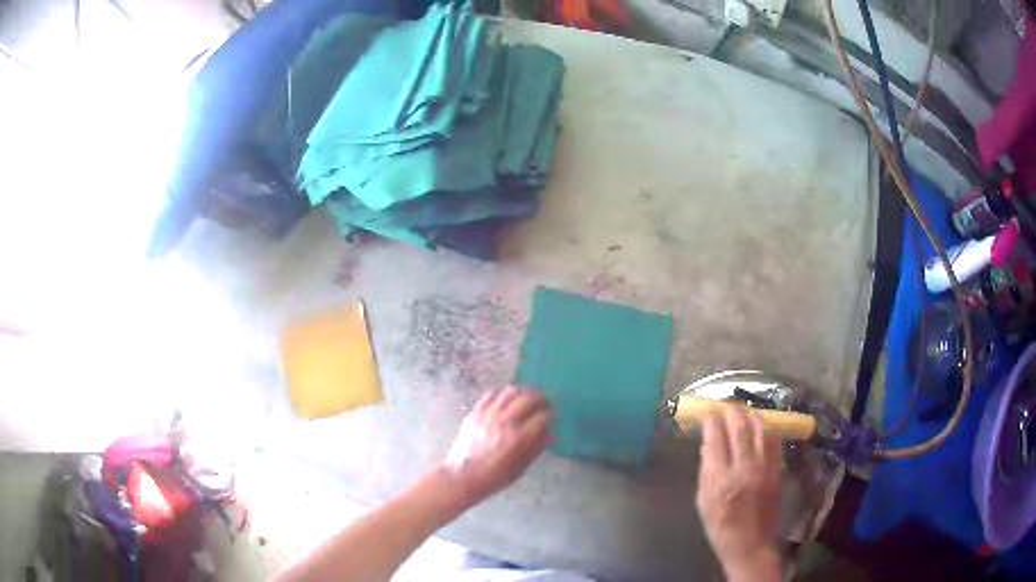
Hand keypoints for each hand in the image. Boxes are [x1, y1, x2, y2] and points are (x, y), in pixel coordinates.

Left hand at [444, 386, 551, 504]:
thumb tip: (549, 432)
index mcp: (519, 437)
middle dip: (542, 399)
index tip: (553, 417)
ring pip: (510, 392)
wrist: (463, 477)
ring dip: (524, 392)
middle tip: (546, 403)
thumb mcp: (521, 468)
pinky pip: (491, 394)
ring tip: (528, 397)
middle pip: (529, 399)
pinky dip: (502, 392)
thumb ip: (536, 447)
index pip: (542, 417)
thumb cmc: (494, 477)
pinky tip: (507, 396)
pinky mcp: (475, 413)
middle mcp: (505, 421)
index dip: (551, 415)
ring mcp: (488, 414)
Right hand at [696, 407, 782, 581]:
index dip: (711, 419)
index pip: (715, 437)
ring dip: (751, 415)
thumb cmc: (720, 527)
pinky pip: (774, 441)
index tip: (706, 412)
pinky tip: (761, 427)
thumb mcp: (703, 500)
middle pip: (739, 427)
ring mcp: (764, 467)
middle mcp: (743, 467)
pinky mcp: (777, 470)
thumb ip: (706, 470)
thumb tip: (708, 443)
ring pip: (760, 429)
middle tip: (726, 404)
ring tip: (744, 412)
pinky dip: (766, 429)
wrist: (750, 544)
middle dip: (731, 410)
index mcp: (719, 478)